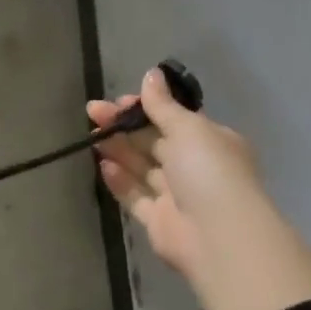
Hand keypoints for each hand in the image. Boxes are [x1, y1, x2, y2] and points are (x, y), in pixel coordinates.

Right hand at [90, 67, 310, 309]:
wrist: (218, 235)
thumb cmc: (208, 170)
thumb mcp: (188, 127)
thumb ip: (163, 105)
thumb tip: (151, 74)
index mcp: (211, 141)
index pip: (173, 118)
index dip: (146, 107)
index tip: (120, 101)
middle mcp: (195, 167)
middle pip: (154, 141)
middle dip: (125, 126)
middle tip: (93, 112)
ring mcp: (177, 196)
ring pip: (143, 167)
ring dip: (118, 150)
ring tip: (92, 135)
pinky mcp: (159, 221)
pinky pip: (136, 196)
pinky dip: (120, 181)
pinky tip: (102, 165)